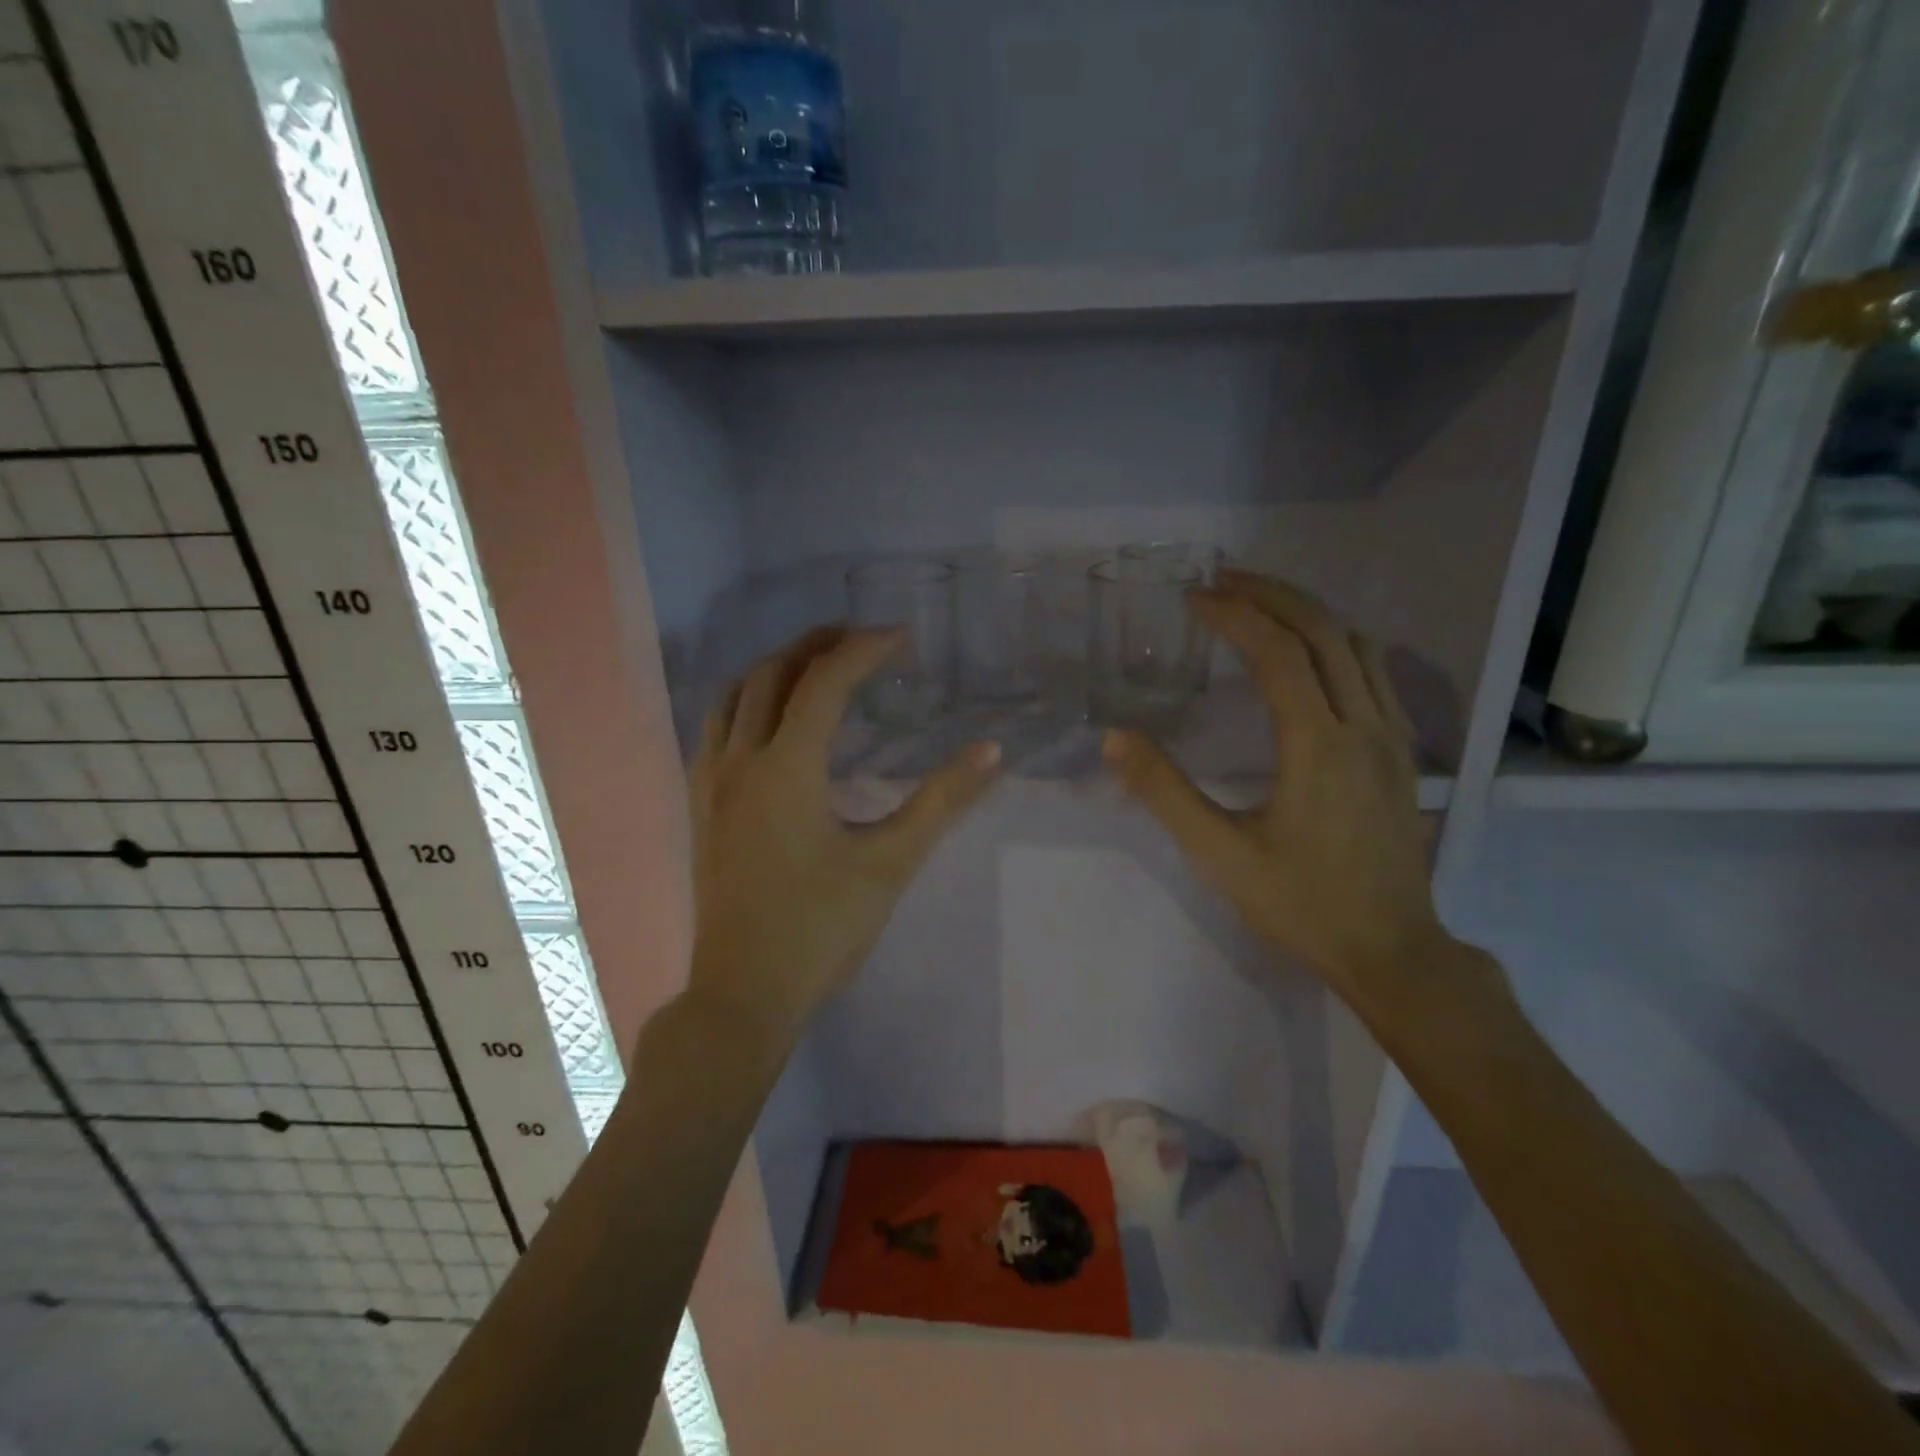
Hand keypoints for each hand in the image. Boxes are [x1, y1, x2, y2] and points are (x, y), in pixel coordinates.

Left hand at [686, 625, 1001, 1047]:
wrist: (744, 994)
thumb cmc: (821, 929)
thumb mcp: (891, 863)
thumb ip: (942, 802)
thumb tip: (990, 751)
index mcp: (786, 767)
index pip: (826, 682)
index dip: (866, 650)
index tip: (903, 638)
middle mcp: (739, 761)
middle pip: (772, 674)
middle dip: (817, 645)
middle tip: (861, 637)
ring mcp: (711, 784)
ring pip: (733, 696)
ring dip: (775, 667)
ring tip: (815, 664)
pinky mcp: (701, 808)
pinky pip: (715, 728)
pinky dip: (746, 701)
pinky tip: (769, 720)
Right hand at [1102, 571, 1448, 1011]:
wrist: (1391, 951)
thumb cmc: (1300, 903)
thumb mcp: (1219, 854)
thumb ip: (1164, 792)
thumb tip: (1114, 737)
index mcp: (1318, 744)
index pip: (1278, 652)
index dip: (1235, 615)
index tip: (1194, 598)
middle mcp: (1364, 725)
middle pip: (1325, 631)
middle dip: (1272, 594)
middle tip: (1223, 580)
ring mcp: (1393, 736)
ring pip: (1358, 645)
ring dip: (1308, 613)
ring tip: (1260, 604)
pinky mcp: (1401, 752)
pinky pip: (1375, 672)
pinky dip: (1337, 641)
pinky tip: (1310, 654)